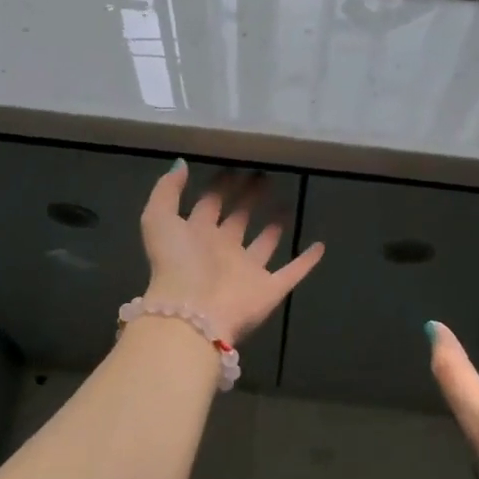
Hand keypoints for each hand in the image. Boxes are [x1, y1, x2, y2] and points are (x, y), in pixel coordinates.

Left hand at [139, 163, 324, 344]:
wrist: (193, 314)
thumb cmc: (177, 264)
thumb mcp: (159, 219)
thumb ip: (167, 190)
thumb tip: (182, 164)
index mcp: (195, 235)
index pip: (209, 204)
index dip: (221, 186)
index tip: (236, 167)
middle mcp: (221, 252)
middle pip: (238, 219)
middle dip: (249, 198)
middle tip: (265, 177)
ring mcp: (246, 272)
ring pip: (264, 243)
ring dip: (275, 225)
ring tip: (286, 203)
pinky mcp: (269, 290)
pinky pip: (292, 273)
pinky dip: (306, 262)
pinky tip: (320, 246)